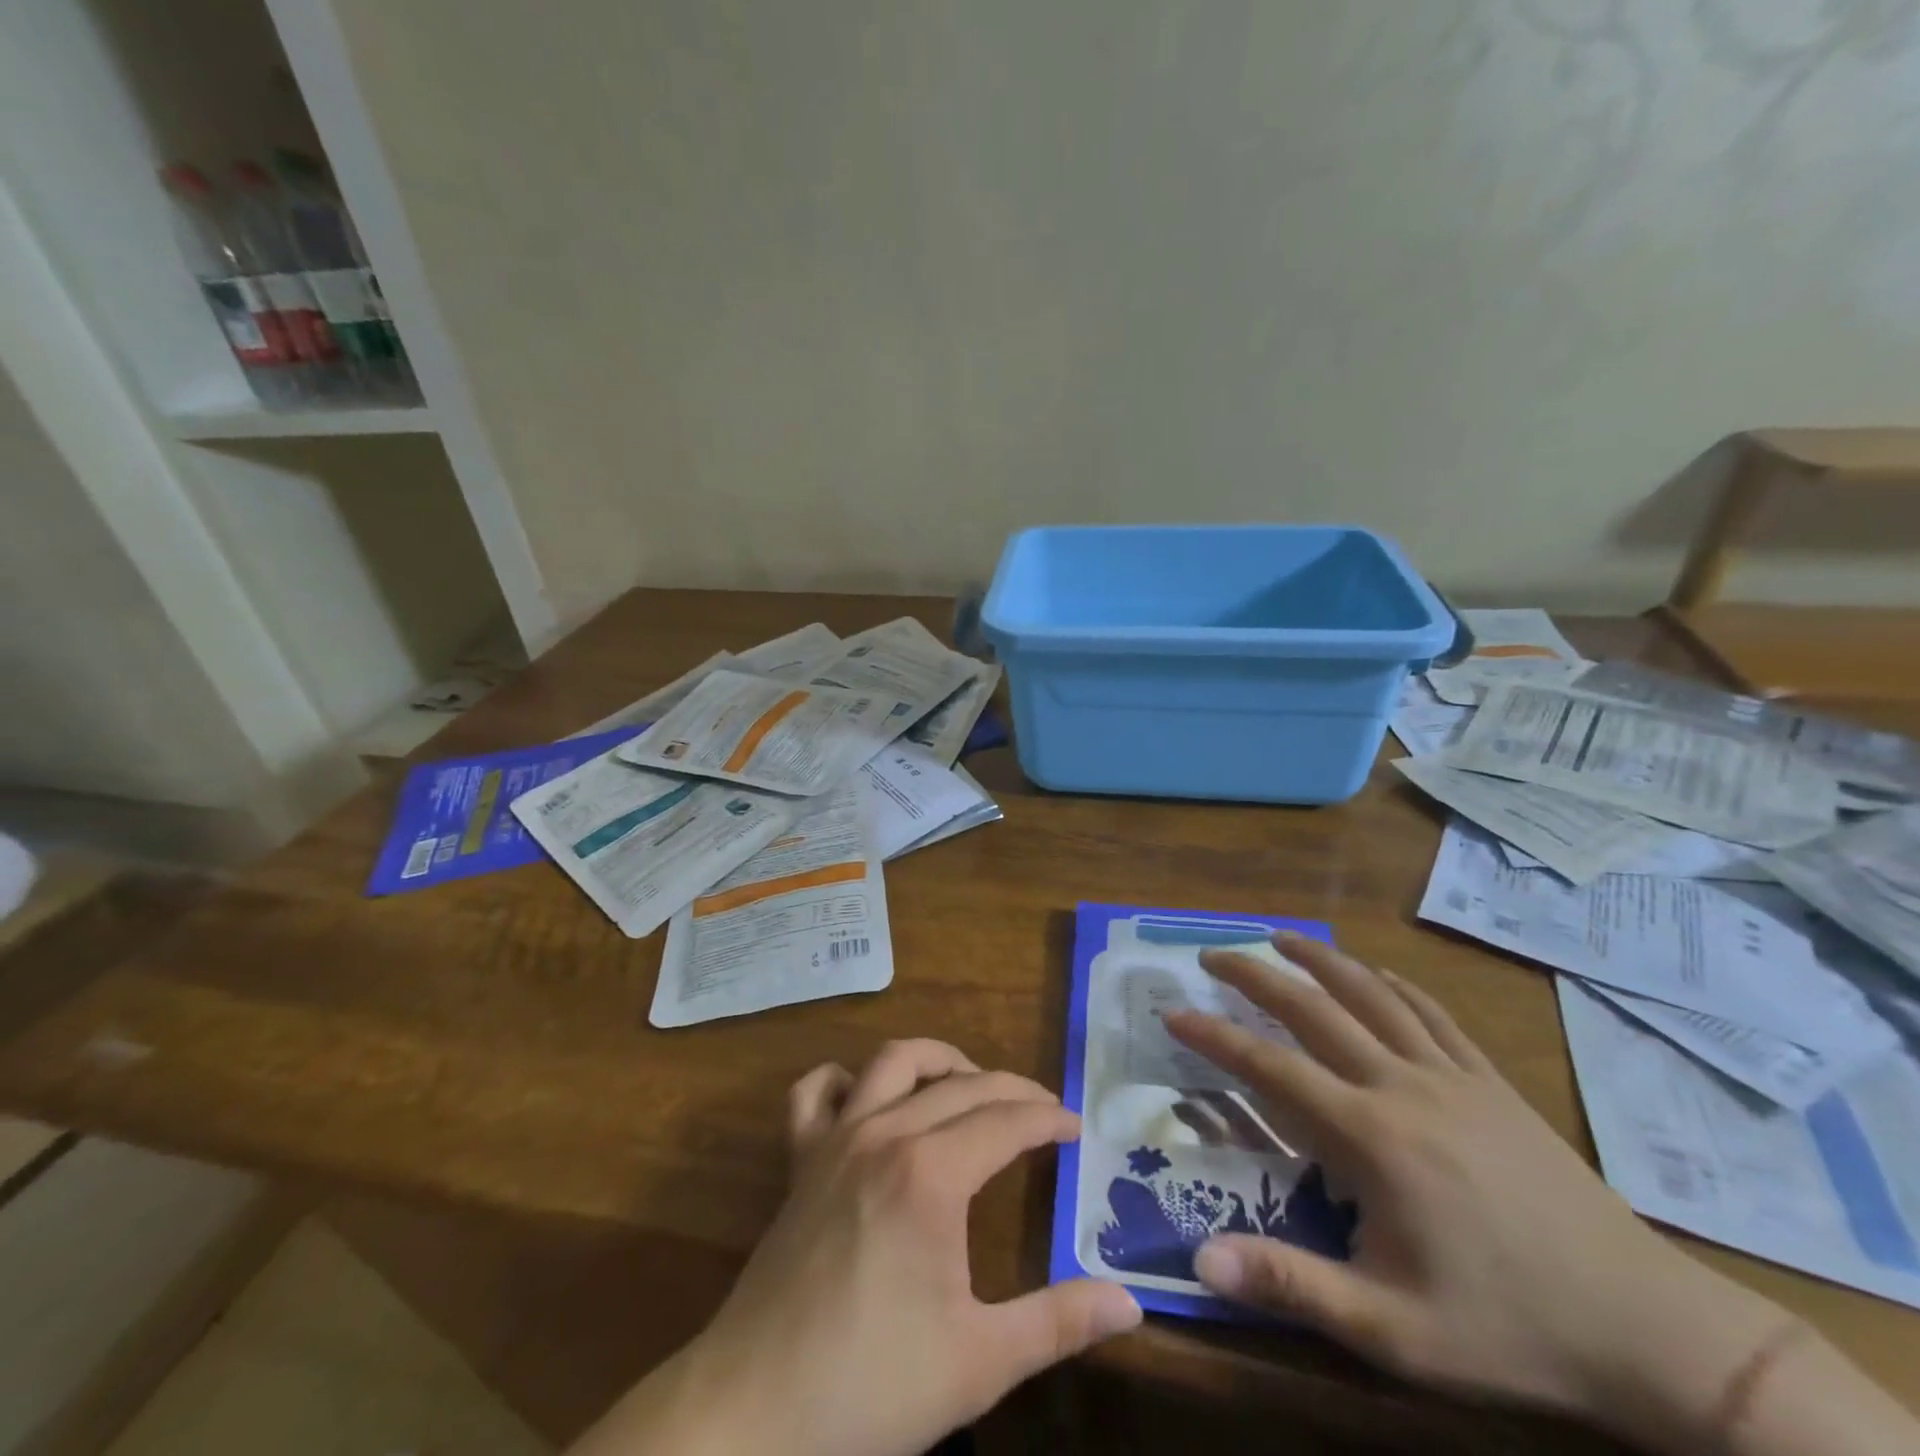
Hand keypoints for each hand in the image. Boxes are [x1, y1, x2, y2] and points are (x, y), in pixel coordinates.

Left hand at [574, 1039, 1139, 1455]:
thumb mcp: (980, 1362)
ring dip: (939, 1061)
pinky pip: (816, 1092)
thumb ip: (1058, 1323)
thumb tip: (1129, 1302)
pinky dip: (845, 1080)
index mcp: (931, 1174)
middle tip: (1043, 1112)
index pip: (1006, 1121)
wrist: (754, 1412)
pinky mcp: (800, 1158)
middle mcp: (884, 1133)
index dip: (1047, 1118)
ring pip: (894, 1061)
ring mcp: (836, 1138)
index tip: (1076, 1128)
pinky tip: (867, 1099)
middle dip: (1011, 1089)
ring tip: (970, 1084)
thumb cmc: (871, 1386)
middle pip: (962, 1085)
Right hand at [1165, 934, 1791, 1447]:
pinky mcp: (1490, 1080)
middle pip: (1314, 1008)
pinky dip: (1389, 982)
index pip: (1271, 1068)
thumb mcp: (1393, 1330)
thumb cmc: (1509, 1328)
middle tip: (1211, 954)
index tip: (1173, 1013)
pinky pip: (1429, 1012)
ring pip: (1371, 994)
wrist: (1649, 1329)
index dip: (1215, 1037)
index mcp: (1371, 1136)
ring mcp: (1451, 1075)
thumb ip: (1292, 1286)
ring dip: (1317, 959)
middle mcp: (1402, 1085)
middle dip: (1255, 975)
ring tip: (1277, 937)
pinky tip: (1371, 973)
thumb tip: (1200, 1261)